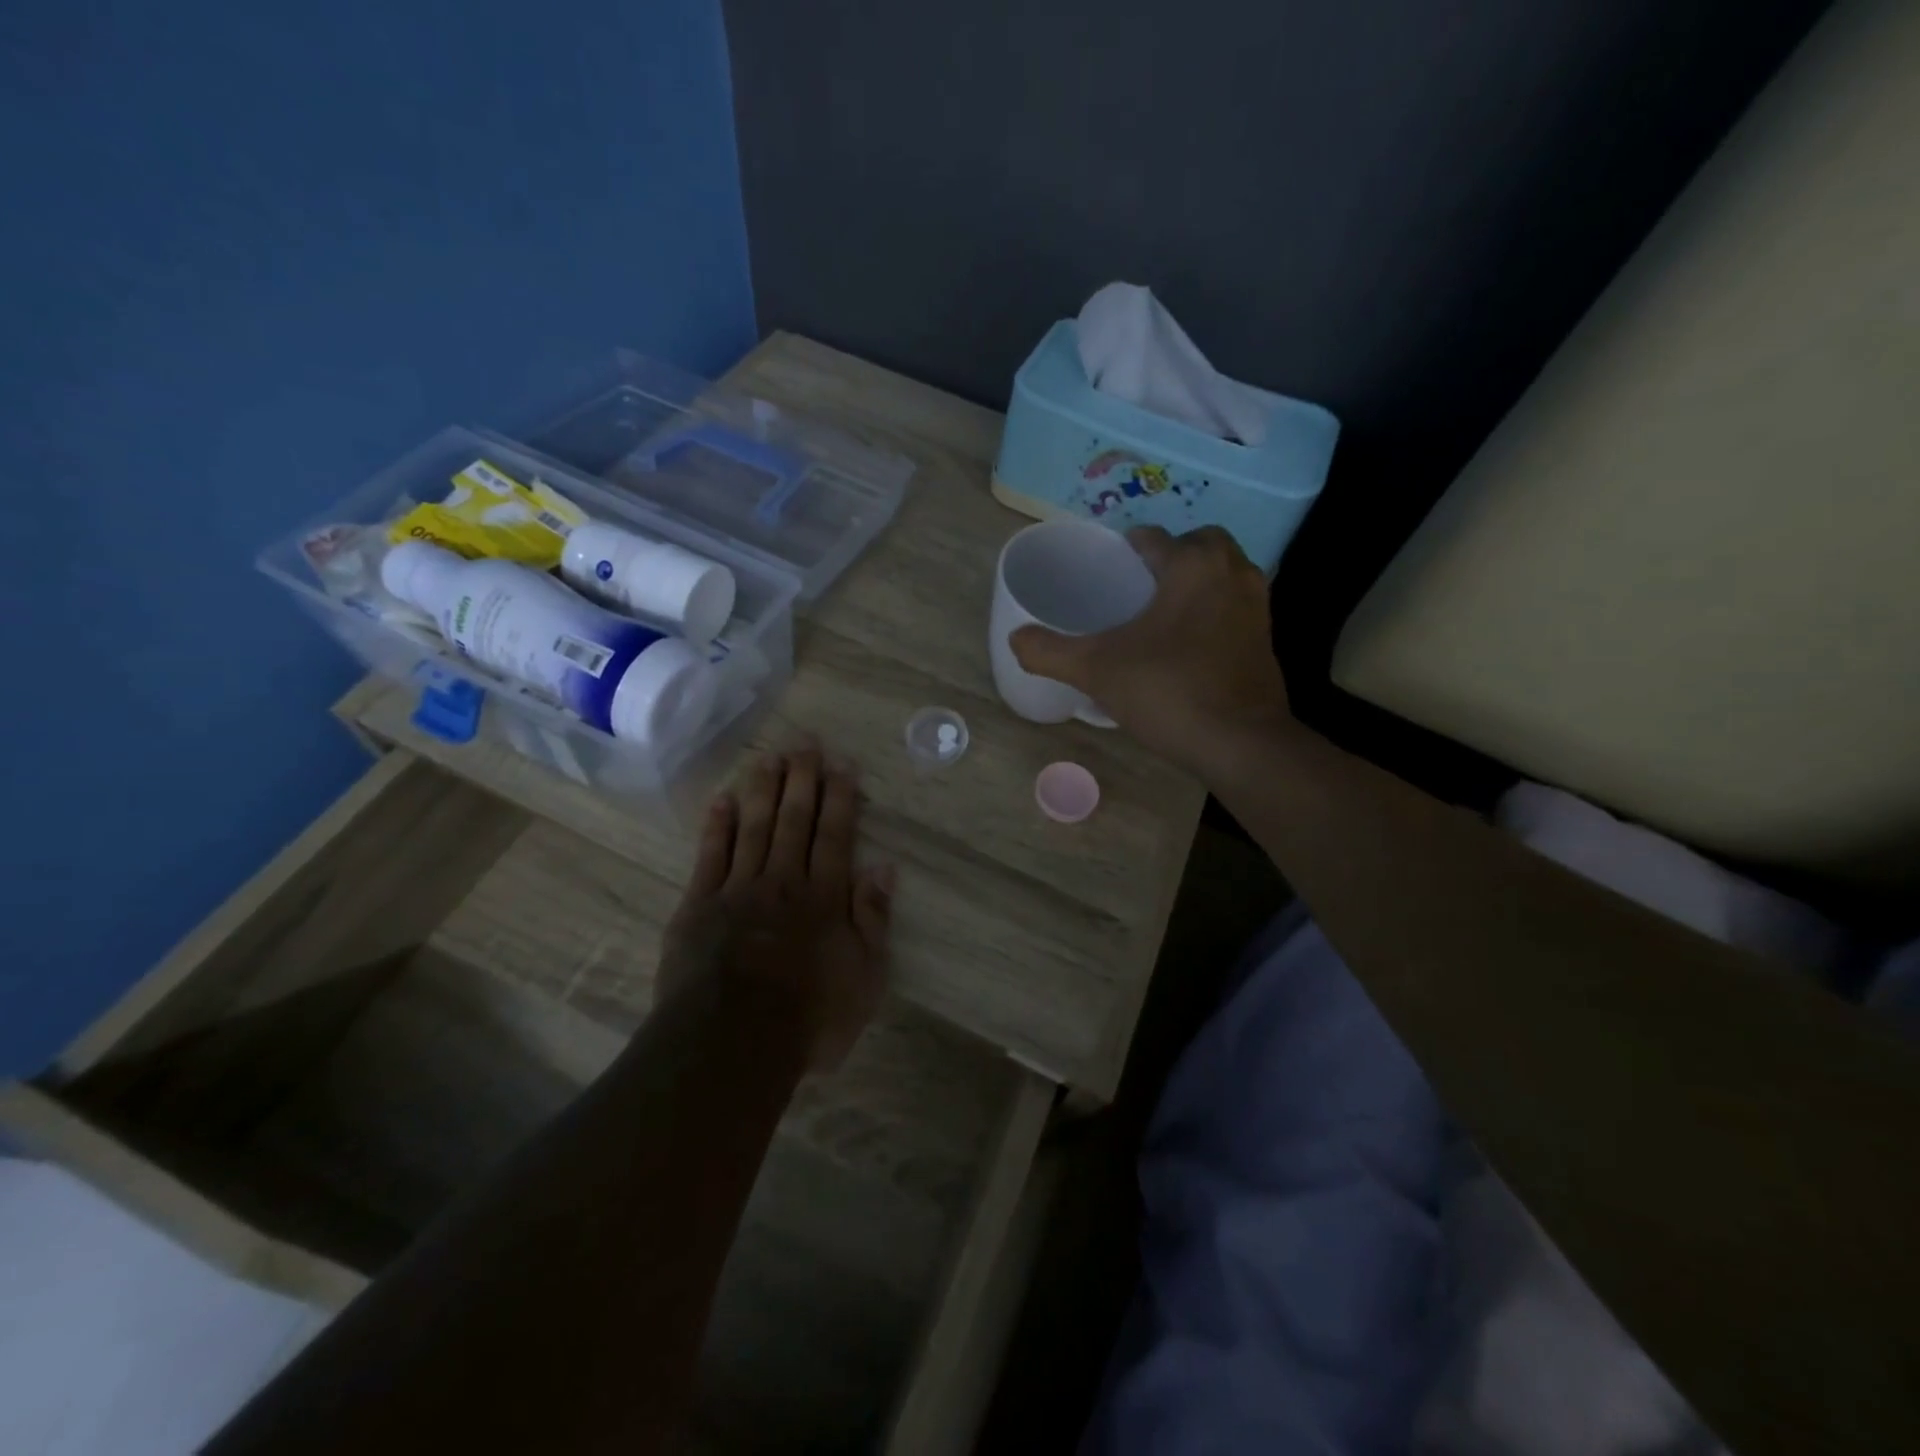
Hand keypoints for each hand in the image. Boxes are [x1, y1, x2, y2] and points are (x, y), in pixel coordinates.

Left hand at [659, 747, 893, 1070]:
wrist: (732, 1042)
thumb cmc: (809, 1016)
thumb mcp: (864, 977)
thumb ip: (873, 918)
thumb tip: (884, 867)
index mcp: (824, 896)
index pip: (835, 834)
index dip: (841, 797)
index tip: (842, 764)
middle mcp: (784, 880)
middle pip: (794, 819)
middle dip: (802, 779)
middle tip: (805, 742)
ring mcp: (738, 889)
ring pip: (753, 826)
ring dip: (762, 789)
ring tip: (768, 755)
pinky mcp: (699, 905)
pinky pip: (710, 855)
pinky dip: (717, 825)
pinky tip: (722, 799)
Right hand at [1010, 525, 1292, 777]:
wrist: (1239, 742)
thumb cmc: (1168, 691)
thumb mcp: (1096, 670)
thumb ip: (1050, 652)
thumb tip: (1015, 640)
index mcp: (1192, 565)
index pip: (1153, 538)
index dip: (1124, 550)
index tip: (1105, 572)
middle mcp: (1232, 572)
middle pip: (1198, 544)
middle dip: (1171, 556)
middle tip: (1138, 587)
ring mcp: (1257, 605)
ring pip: (1223, 573)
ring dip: (1196, 581)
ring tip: (1161, 613)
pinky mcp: (1266, 638)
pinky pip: (1235, 606)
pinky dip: (1214, 611)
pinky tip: (1188, 644)